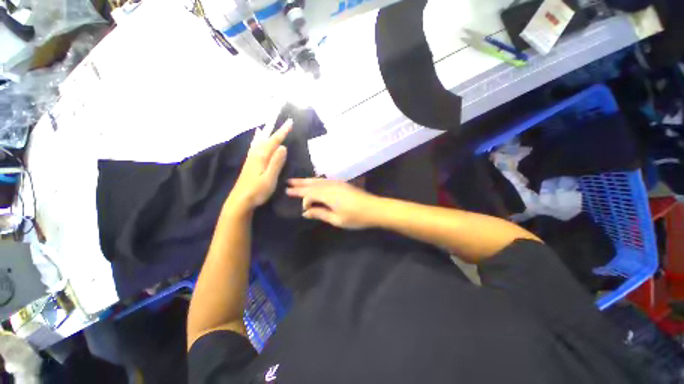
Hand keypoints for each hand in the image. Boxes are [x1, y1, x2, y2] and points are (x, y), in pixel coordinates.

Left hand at [227, 120, 291, 212]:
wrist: (240, 201)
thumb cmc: (257, 191)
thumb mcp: (270, 178)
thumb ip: (276, 162)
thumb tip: (283, 147)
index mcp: (261, 157)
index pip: (274, 141)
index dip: (282, 132)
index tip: (290, 122)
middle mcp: (255, 155)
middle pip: (266, 139)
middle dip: (275, 131)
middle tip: (283, 123)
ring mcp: (251, 160)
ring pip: (259, 142)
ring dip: (265, 134)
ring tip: (267, 126)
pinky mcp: (249, 165)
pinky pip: (254, 147)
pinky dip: (256, 141)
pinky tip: (255, 142)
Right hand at [286, 178, 379, 228]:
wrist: (374, 208)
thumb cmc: (356, 217)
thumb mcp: (337, 219)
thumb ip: (320, 214)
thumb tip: (306, 212)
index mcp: (328, 195)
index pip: (310, 195)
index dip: (303, 200)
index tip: (303, 210)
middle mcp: (330, 186)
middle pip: (312, 184)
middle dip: (300, 184)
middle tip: (288, 183)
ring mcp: (337, 183)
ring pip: (318, 180)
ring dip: (307, 180)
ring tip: (296, 181)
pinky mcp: (342, 183)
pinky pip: (325, 180)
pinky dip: (317, 180)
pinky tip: (315, 181)